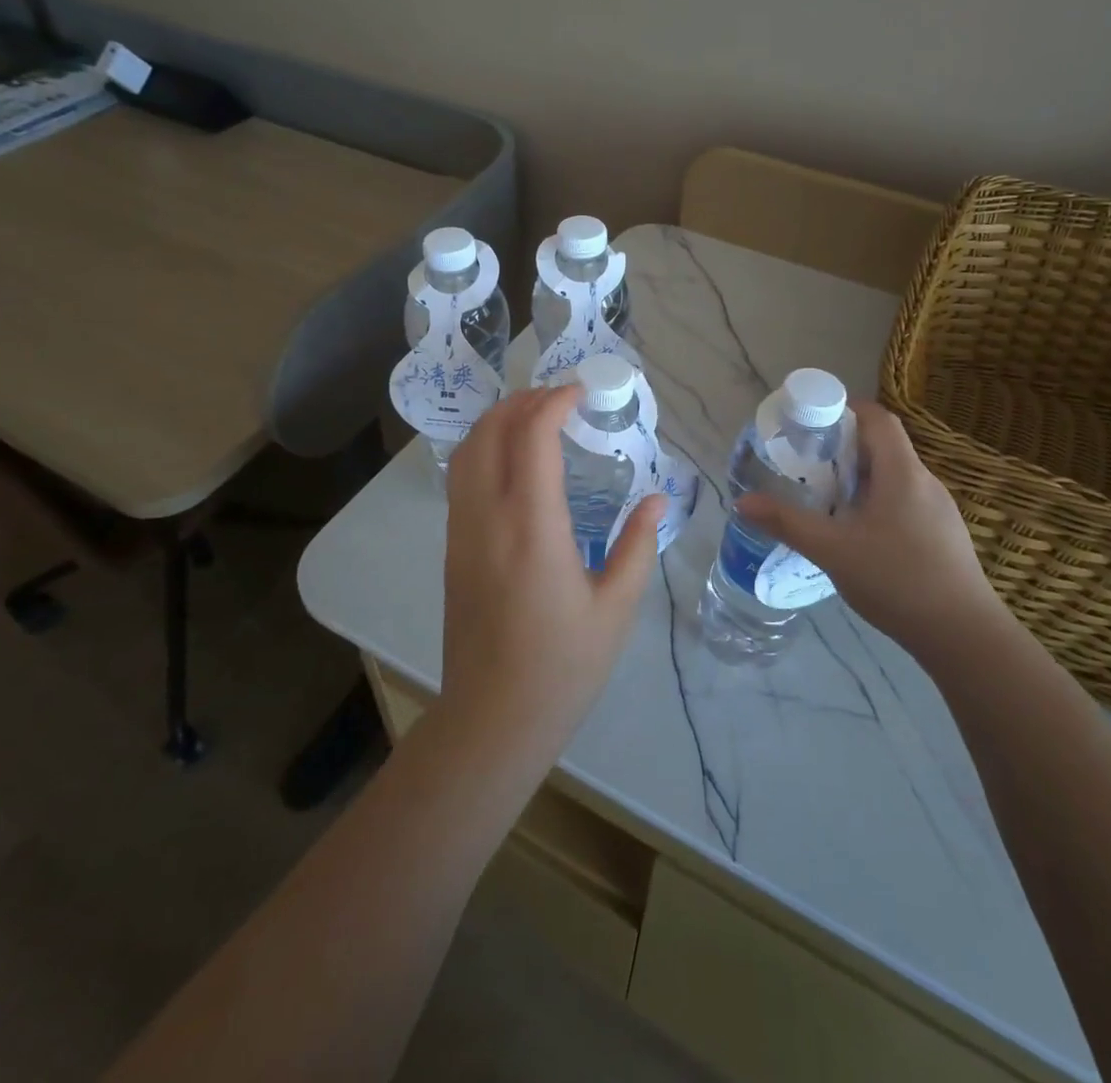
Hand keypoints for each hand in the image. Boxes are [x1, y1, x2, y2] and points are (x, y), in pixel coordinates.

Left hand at [440, 386, 664, 762]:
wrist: (493, 717)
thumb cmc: (563, 666)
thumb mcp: (616, 608)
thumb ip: (638, 545)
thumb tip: (658, 498)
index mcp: (532, 527)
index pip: (533, 438)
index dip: (554, 402)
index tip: (580, 392)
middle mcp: (488, 517)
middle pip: (490, 431)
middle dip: (522, 401)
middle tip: (559, 398)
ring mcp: (462, 531)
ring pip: (467, 451)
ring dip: (498, 421)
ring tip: (535, 417)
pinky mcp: (452, 547)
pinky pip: (461, 478)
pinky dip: (484, 449)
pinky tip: (514, 461)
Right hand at [733, 399, 1000, 660]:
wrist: (964, 636)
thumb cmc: (897, 580)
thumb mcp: (832, 550)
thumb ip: (787, 523)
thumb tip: (742, 502)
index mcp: (902, 472)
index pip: (877, 418)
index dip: (845, 409)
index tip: (810, 422)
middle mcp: (924, 481)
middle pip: (883, 446)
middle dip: (842, 447)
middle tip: (805, 462)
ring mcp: (938, 510)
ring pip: (893, 477)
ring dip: (858, 477)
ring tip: (824, 496)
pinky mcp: (942, 535)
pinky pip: (903, 501)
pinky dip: (875, 502)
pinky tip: (856, 533)